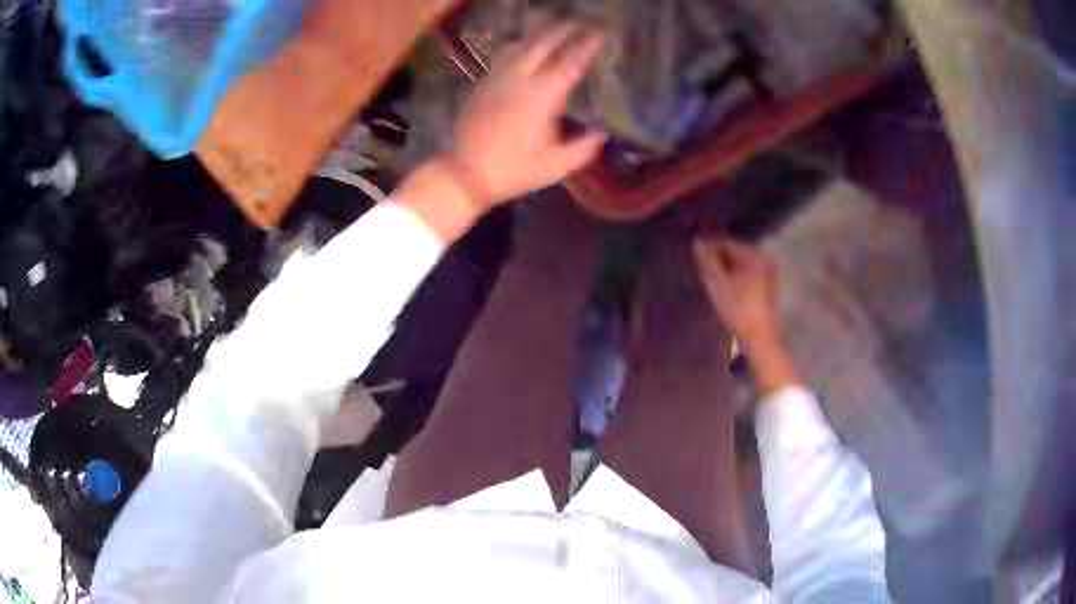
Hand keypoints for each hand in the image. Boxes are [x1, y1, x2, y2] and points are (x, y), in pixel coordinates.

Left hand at [446, 21, 607, 207]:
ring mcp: (498, 78)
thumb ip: (582, 149)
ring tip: (559, 26)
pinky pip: (506, 54)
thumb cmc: (512, 171)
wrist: (464, 174)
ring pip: (522, 44)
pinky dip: (522, 43)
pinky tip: (528, 44)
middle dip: (565, 30)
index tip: (601, 34)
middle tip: (583, 22)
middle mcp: (519, 80)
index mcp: (540, 97)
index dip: (586, 46)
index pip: (569, 63)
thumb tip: (602, 132)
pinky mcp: (484, 82)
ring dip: (543, 32)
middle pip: (544, 43)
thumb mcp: (553, 168)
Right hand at [693, 239, 779, 345]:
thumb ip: (708, 262)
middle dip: (717, 259)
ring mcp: (769, 272)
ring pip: (740, 264)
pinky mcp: (768, 285)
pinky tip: (725, 288)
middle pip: (734, 253)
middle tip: (701, 269)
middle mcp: (764, 259)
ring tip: (710, 279)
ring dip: (725, 269)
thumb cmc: (738, 311)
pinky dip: (735, 277)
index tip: (694, 257)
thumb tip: (698, 242)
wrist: (760, 338)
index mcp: (754, 255)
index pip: (726, 243)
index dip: (708, 248)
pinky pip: (747, 273)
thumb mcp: (719, 285)